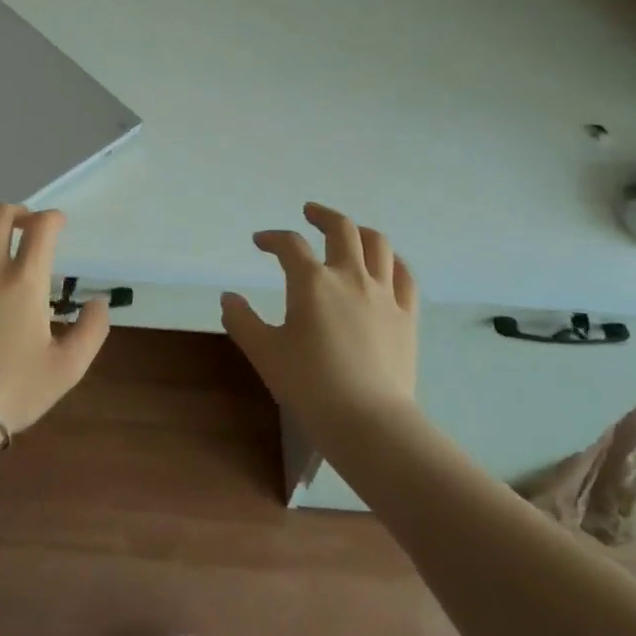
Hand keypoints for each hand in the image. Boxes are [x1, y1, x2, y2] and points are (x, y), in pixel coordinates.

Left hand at [0, 204, 110, 433]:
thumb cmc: (13, 391)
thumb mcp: (68, 368)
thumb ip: (92, 330)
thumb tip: (98, 301)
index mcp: (25, 281)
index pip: (41, 227)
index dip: (53, 218)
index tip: (57, 226)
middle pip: (0, 214)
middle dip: (18, 213)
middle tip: (25, 228)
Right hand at [220, 202, 417, 424]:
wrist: (368, 421)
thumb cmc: (310, 385)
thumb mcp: (265, 353)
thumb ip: (242, 320)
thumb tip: (229, 297)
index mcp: (312, 282)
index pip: (289, 245)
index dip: (272, 238)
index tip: (260, 242)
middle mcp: (350, 277)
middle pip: (341, 229)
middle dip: (322, 216)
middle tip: (309, 213)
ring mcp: (384, 295)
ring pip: (377, 244)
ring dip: (359, 230)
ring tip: (348, 232)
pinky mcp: (407, 316)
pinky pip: (404, 275)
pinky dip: (392, 261)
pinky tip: (385, 264)